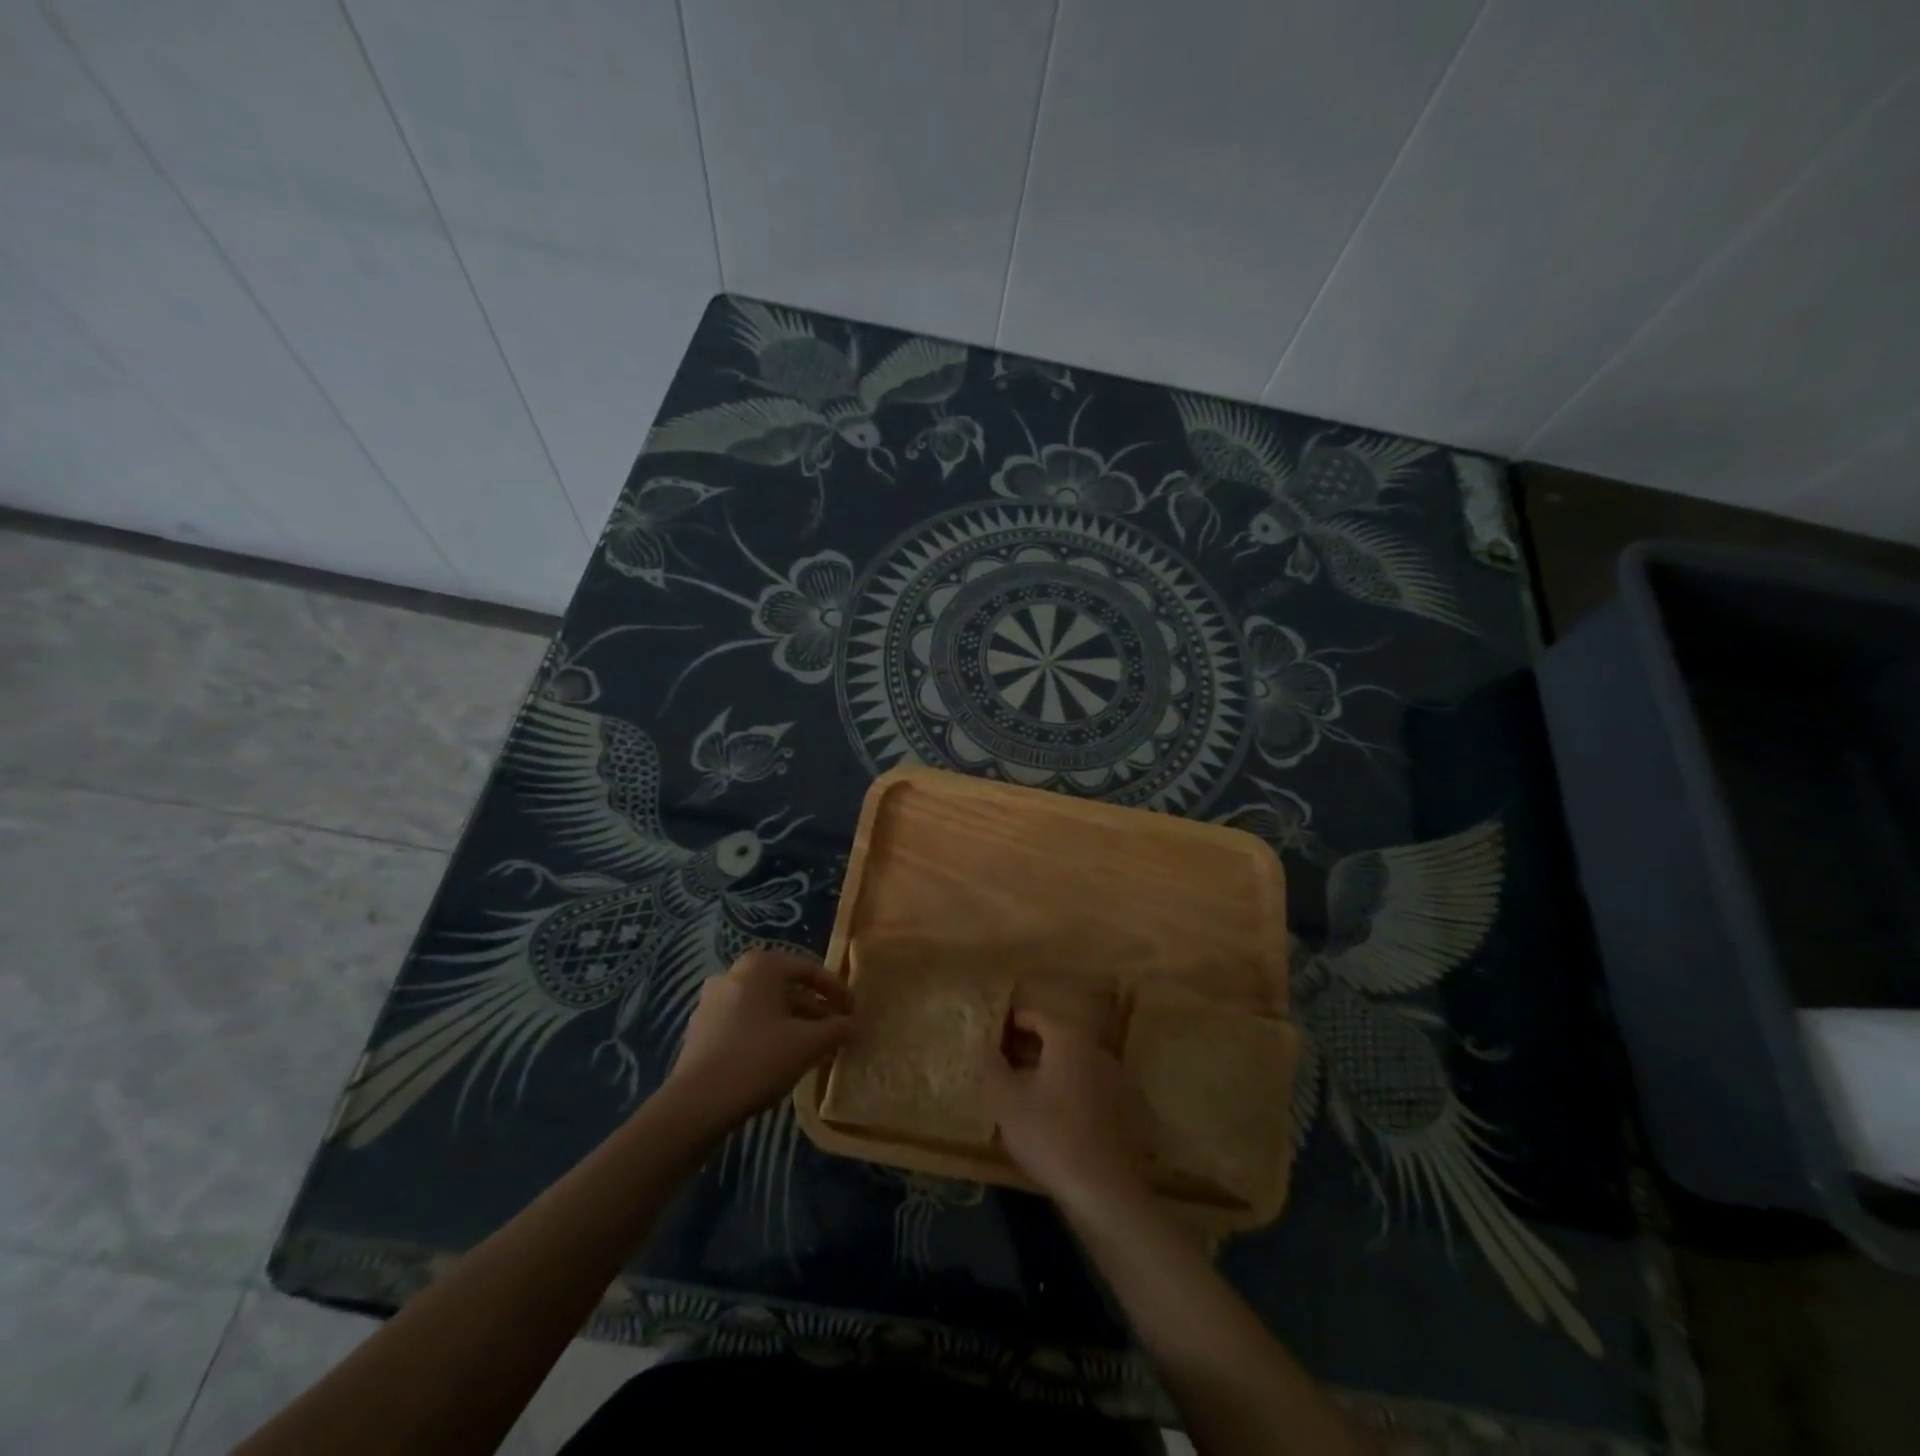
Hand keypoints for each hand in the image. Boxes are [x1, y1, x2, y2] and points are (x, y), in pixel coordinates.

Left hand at [664, 949, 850, 1133]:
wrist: (695, 1105)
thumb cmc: (757, 1061)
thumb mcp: (808, 1044)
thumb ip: (836, 1029)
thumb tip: (850, 1024)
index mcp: (760, 966)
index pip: (808, 969)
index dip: (836, 990)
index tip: (853, 1011)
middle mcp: (734, 974)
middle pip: (786, 987)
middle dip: (815, 1009)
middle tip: (836, 1031)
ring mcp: (713, 1001)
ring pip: (766, 1007)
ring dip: (793, 1023)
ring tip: (815, 1049)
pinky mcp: (702, 1029)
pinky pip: (746, 1022)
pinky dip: (769, 1033)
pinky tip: (783, 1059)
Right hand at [988, 1009, 1150, 1216]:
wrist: (1106, 1192)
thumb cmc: (1051, 1136)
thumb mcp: (1007, 1102)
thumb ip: (993, 1066)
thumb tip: (984, 1045)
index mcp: (1070, 1039)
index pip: (1036, 1015)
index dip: (1011, 1023)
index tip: (990, 1036)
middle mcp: (1097, 1050)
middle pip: (1057, 1038)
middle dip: (1028, 1047)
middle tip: (1001, 1065)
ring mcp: (1116, 1080)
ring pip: (1073, 1064)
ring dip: (1048, 1070)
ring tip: (1022, 1092)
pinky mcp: (1126, 1109)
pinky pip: (1089, 1087)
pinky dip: (1069, 1091)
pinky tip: (1053, 1117)